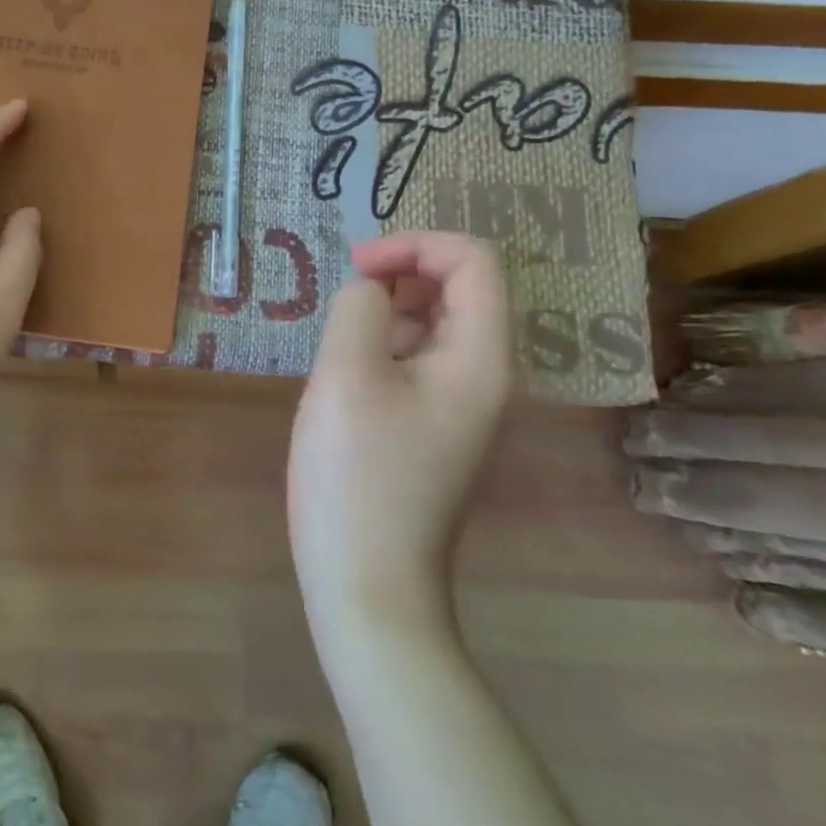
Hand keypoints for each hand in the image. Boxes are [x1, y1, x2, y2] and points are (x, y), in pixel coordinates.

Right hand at [289, 232, 512, 632]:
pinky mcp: (436, 427)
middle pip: (460, 288)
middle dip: (402, 273)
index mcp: (480, 357)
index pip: (474, 261)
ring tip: (340, 340)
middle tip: (345, 294)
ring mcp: (463, 405)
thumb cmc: (357, 474)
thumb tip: (370, 293)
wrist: (368, 582)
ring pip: (436, 324)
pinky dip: (385, 346)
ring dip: (389, 310)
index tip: (357, 266)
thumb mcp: (346, 374)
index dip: (416, 244)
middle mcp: (486, 375)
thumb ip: (359, 308)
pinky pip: (419, 361)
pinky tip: (346, 374)